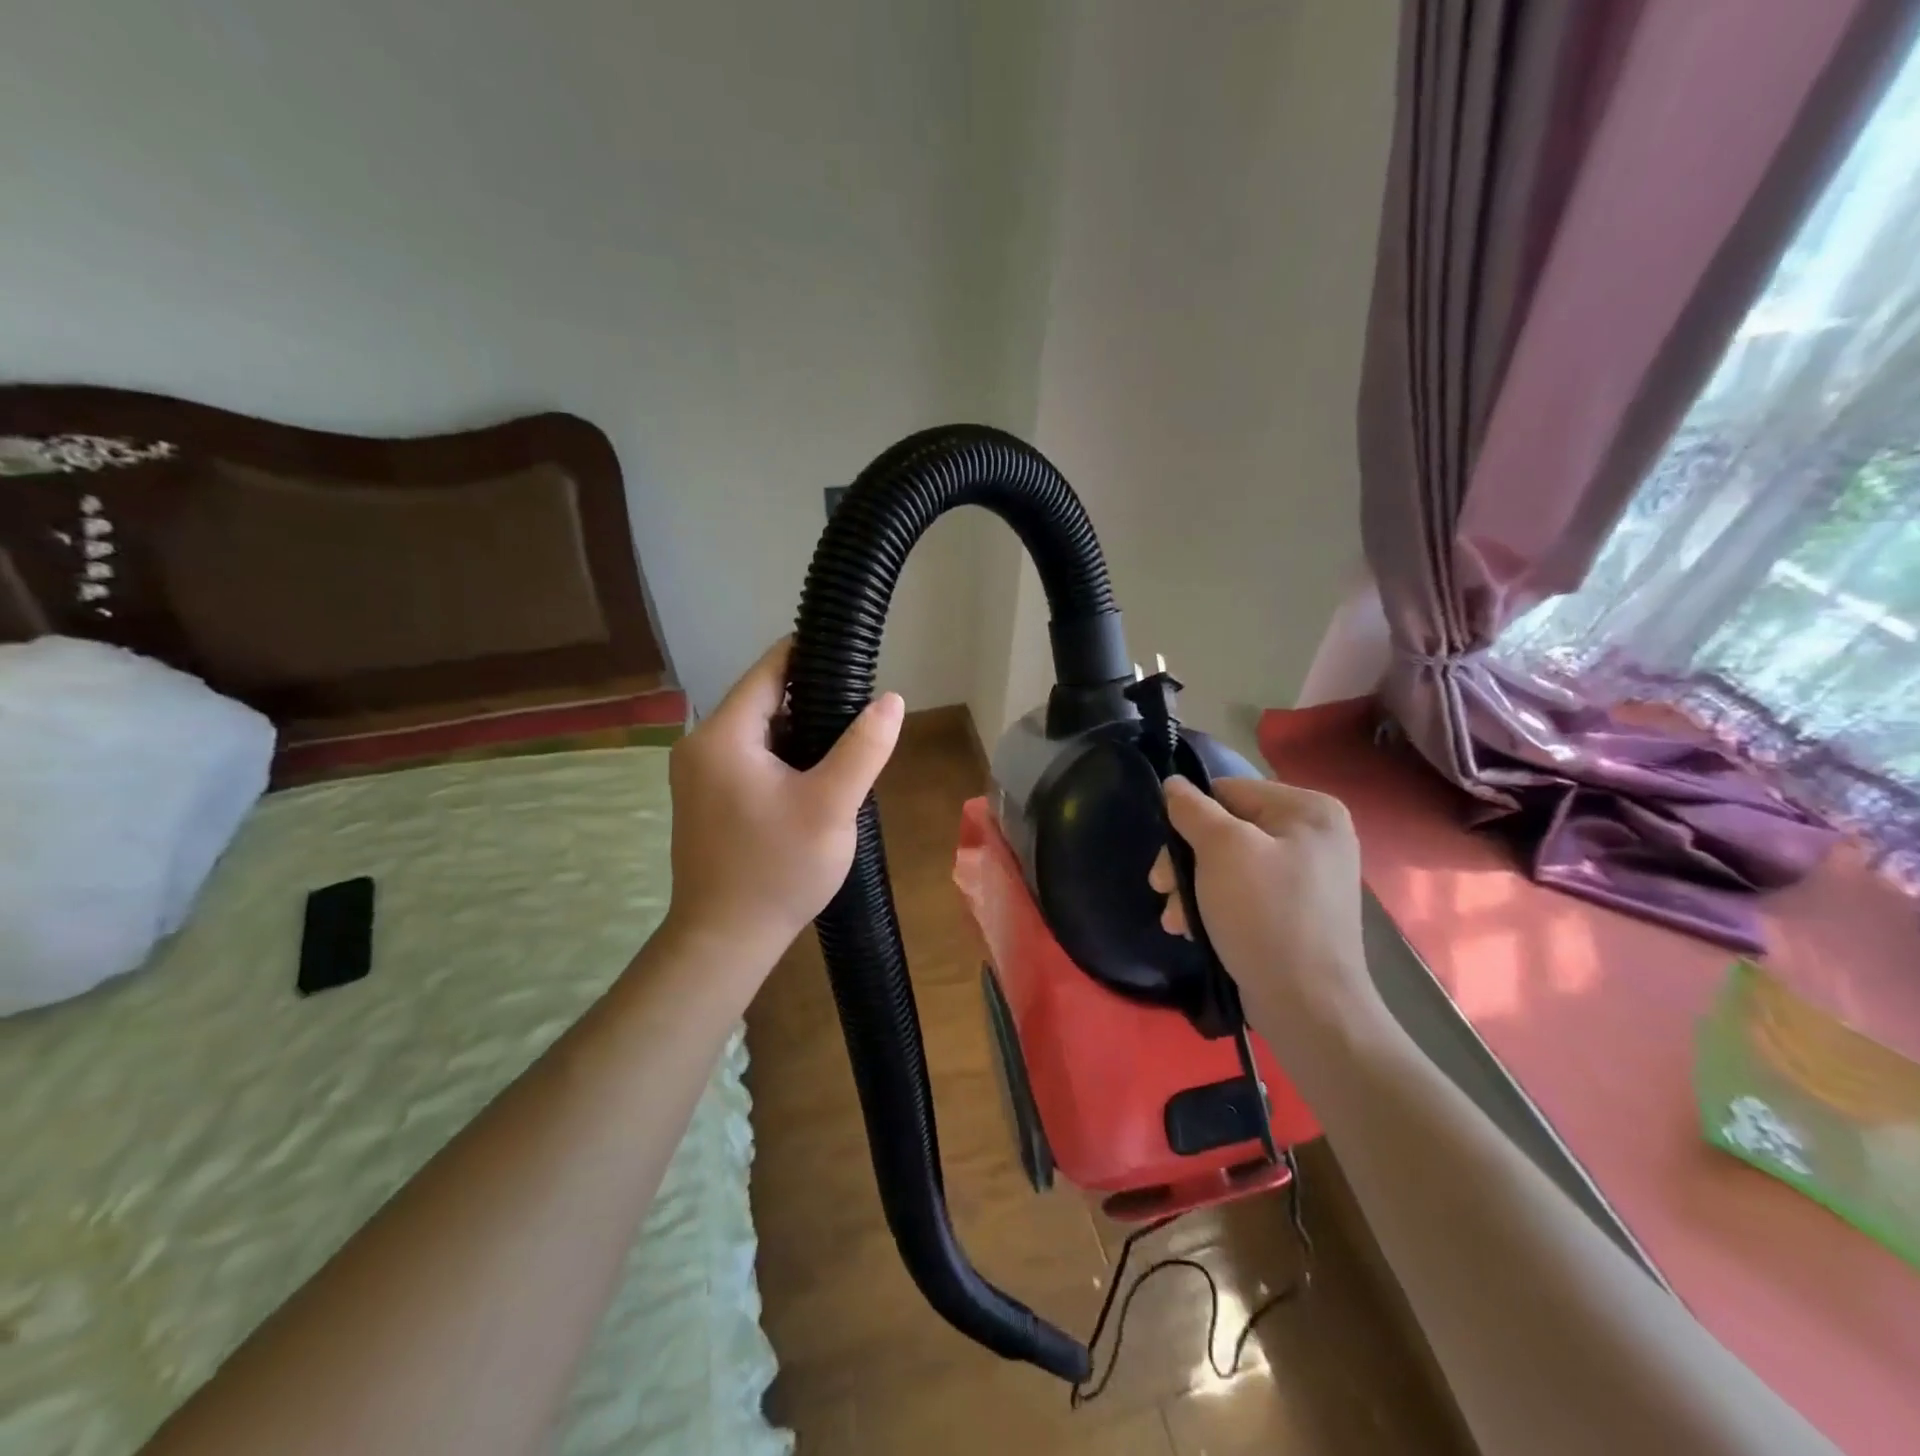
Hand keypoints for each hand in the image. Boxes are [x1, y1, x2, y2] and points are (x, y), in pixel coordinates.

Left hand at [663, 638, 903, 971]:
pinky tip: (816, 782)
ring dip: (802, 736)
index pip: (770, 670)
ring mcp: (699, 775)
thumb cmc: (777, 869)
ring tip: (847, 750)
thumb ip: (863, 748)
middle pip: (764, 701)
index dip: (812, 656)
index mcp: (723, 735)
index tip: (854, 658)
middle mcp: (701, 746)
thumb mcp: (832, 805)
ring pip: (760, 734)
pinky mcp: (707, 800)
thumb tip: (891, 700)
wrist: (725, 941)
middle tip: (861, 718)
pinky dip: (785, 761)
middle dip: (814, 704)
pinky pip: (751, 761)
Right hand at [1149, 776, 1378, 1049]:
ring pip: (1230, 863)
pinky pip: (1246, 891)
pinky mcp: (1299, 910)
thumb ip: (1193, 809)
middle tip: (1160, 890)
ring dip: (1194, 888)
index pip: (1228, 791)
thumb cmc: (1264, 914)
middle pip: (1227, 830)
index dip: (1190, 819)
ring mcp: (1310, 875)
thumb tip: (1173, 783)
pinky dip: (1216, 906)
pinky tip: (1196, 930)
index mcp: (1309, 809)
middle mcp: (1316, 835)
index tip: (1165, 859)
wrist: (1308, 1006)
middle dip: (1188, 862)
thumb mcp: (1221, 850)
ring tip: (1175, 921)